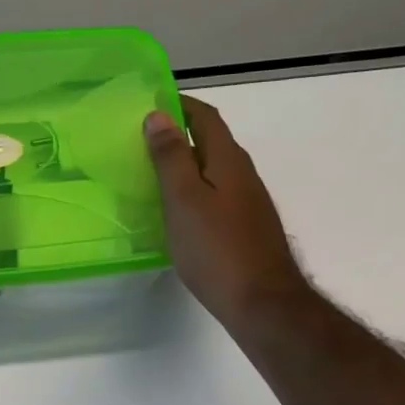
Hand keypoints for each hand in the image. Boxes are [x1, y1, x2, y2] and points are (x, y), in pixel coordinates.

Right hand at [145, 96, 307, 329]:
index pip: (205, 118)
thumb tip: (158, 115)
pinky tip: (177, 210)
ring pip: (214, 170)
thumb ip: (171, 158)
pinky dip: (193, 190)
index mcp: (228, 161)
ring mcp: (248, 203)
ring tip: (153, 173)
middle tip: (142, 140)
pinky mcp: (245, 228)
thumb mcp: (184, 200)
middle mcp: (243, 174)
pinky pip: (216, 194)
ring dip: (186, 163)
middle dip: (179, 133)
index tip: (150, 103)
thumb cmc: (216, 248)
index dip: (180, 105)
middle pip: (211, 142)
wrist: (262, 302)